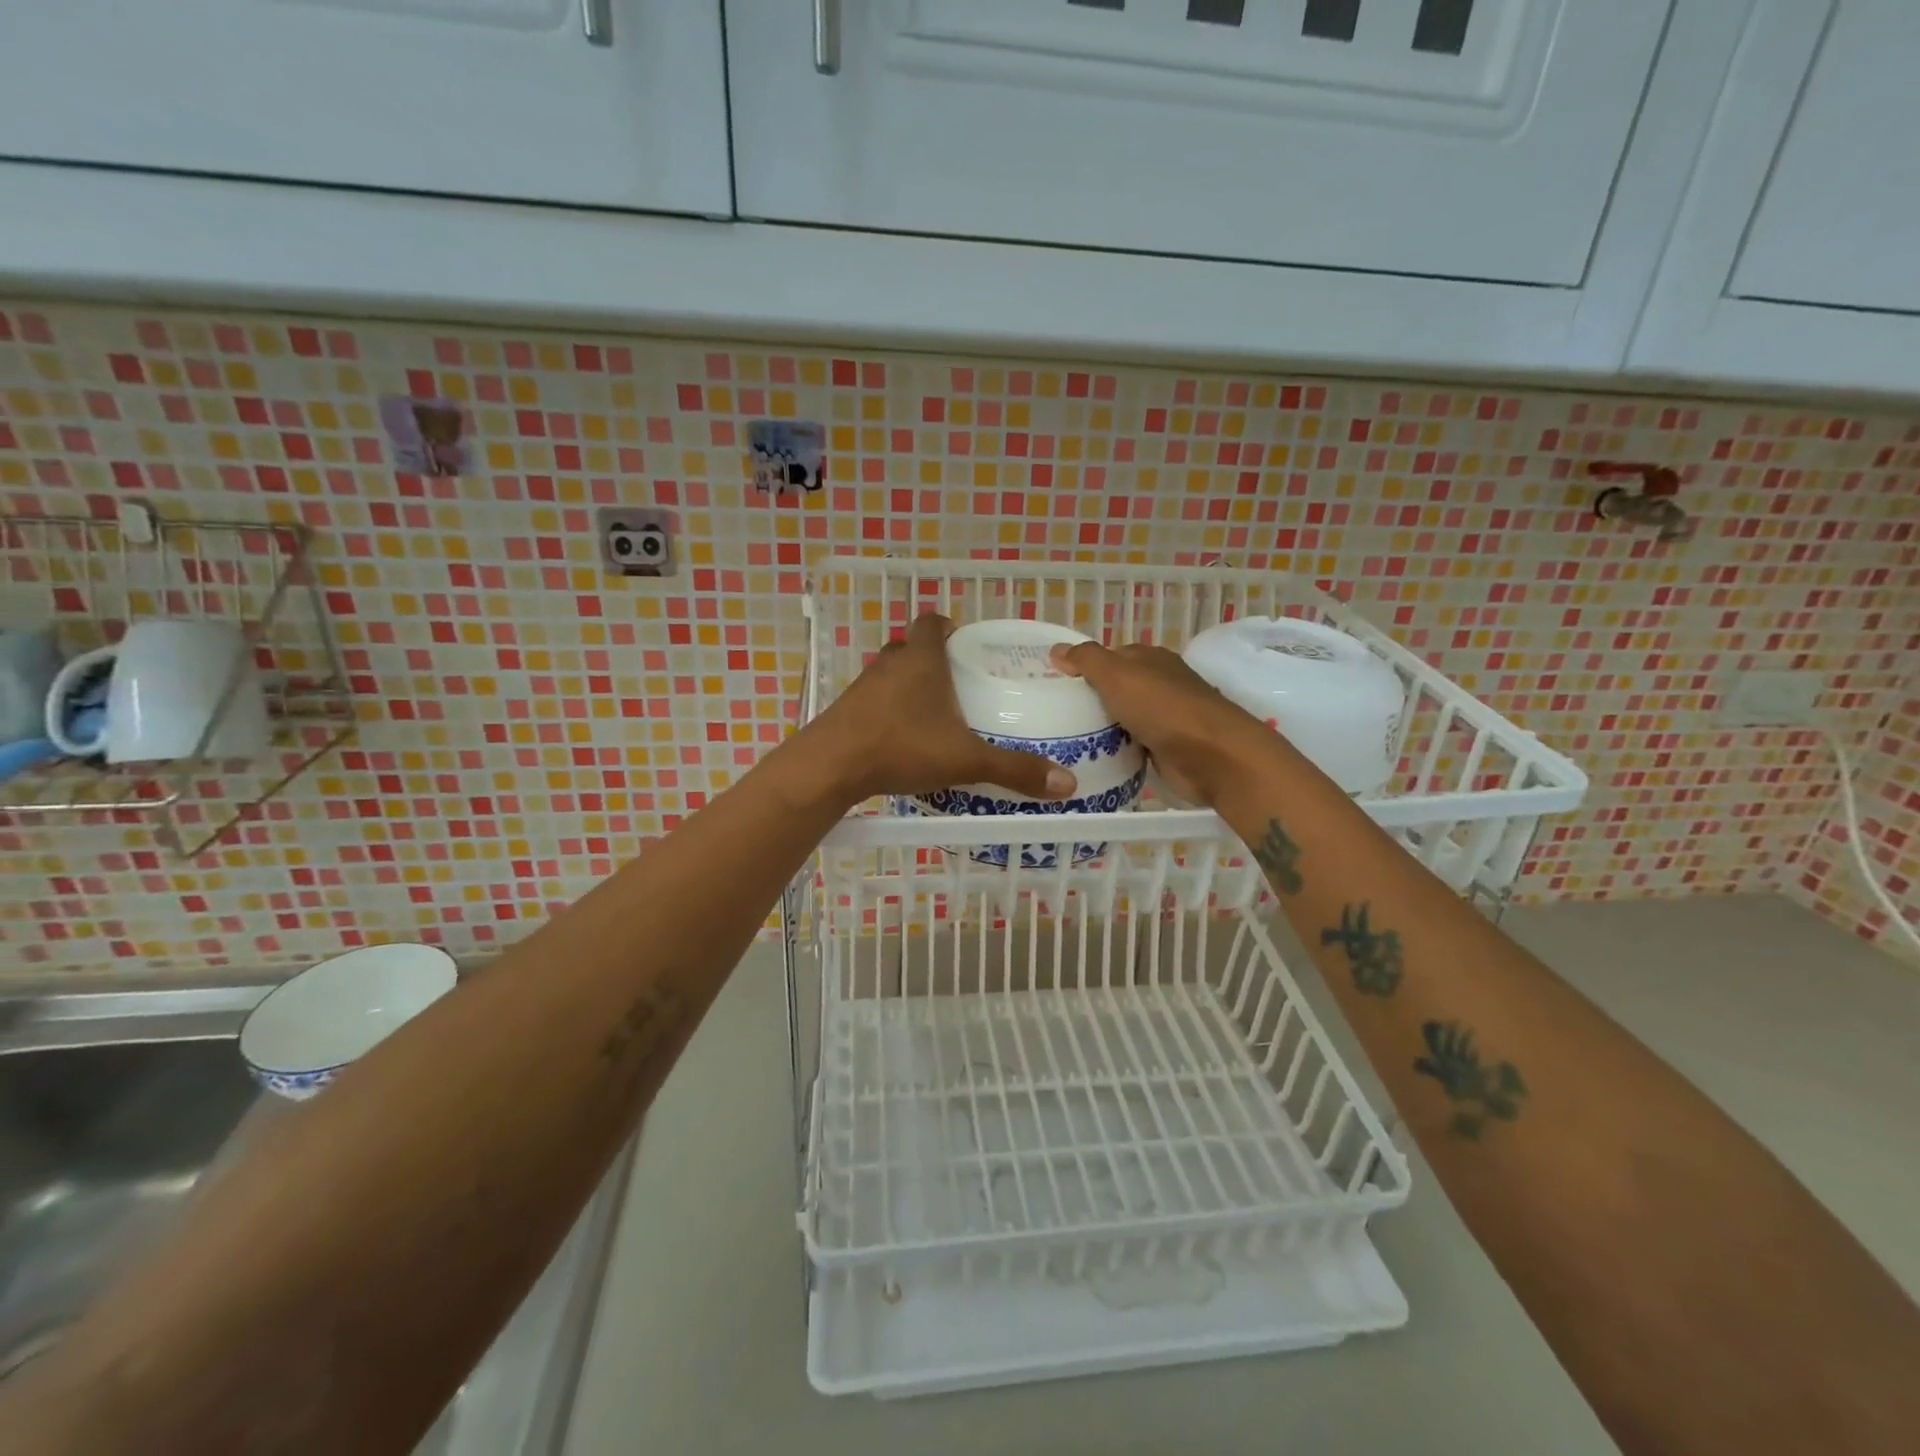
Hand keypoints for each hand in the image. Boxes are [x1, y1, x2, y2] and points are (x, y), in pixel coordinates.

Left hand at [806, 613, 1076, 804]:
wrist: (830, 767)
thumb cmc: (902, 747)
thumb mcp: (965, 760)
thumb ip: (1014, 770)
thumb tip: (1067, 785)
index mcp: (922, 659)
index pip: (933, 622)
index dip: (949, 627)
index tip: (966, 645)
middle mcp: (890, 663)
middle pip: (912, 647)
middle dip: (934, 660)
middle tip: (959, 685)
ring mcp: (863, 686)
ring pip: (891, 674)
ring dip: (909, 686)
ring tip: (934, 715)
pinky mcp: (846, 710)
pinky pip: (874, 700)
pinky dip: (889, 710)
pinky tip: (903, 739)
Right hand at [1049, 640, 1267, 806]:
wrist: (1211, 756)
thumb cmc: (1162, 708)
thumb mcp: (1117, 675)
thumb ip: (1086, 660)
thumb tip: (1056, 650)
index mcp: (1150, 659)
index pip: (1109, 656)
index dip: (1082, 667)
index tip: (1053, 685)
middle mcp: (1159, 683)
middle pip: (1115, 688)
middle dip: (1089, 699)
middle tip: (1051, 715)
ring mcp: (1165, 717)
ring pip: (1122, 718)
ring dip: (1101, 728)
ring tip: (1062, 740)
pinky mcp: (1166, 748)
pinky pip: (1132, 745)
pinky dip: (1116, 750)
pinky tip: (1092, 758)